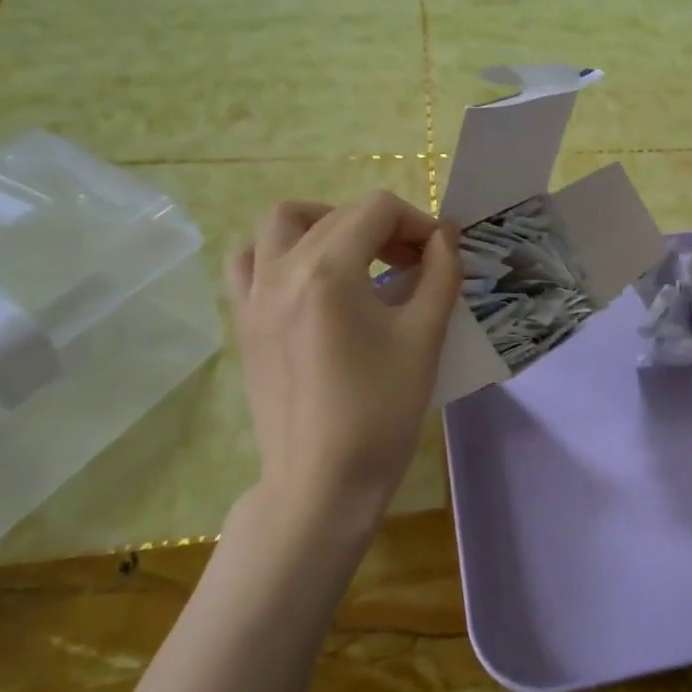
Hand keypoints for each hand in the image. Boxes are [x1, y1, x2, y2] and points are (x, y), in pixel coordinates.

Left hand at [224, 191, 461, 542]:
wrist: (322, 481)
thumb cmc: (381, 410)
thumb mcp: (425, 337)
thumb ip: (441, 275)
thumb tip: (446, 236)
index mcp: (328, 271)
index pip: (377, 210)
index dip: (418, 221)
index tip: (441, 254)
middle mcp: (281, 270)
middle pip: (336, 214)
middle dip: (383, 226)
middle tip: (415, 261)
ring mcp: (254, 296)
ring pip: (280, 224)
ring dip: (323, 223)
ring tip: (356, 256)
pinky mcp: (244, 323)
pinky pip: (249, 263)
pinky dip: (280, 253)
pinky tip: (310, 281)